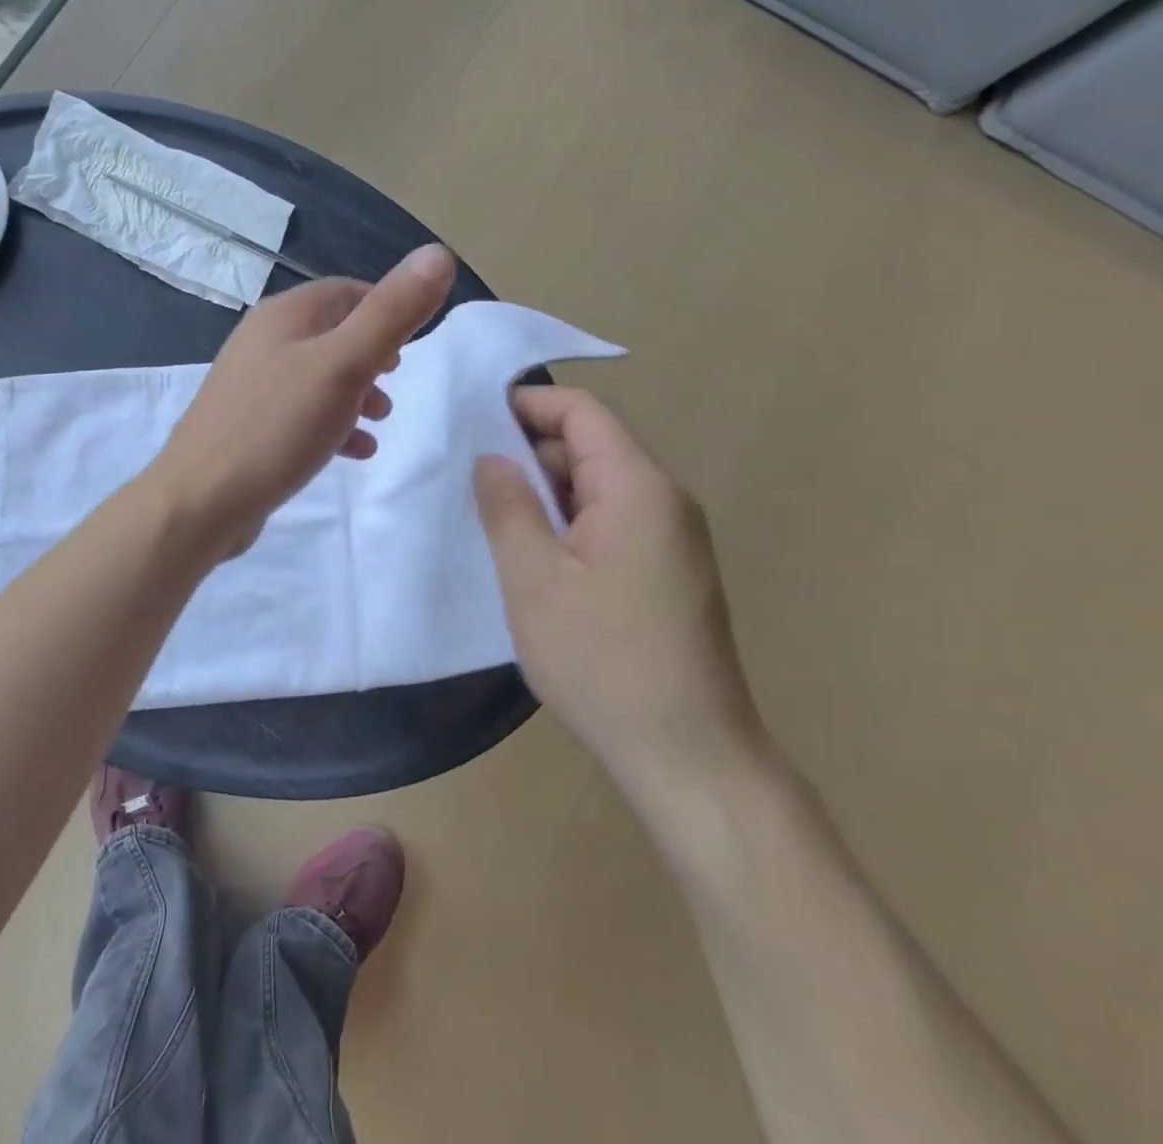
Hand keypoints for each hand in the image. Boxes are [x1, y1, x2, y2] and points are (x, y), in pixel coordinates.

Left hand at [153, 244, 456, 559]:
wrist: (201, 500)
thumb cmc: (277, 427)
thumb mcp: (345, 365)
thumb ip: (392, 313)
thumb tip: (438, 254)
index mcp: (285, 316)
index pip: (347, 292)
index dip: (386, 309)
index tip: (416, 342)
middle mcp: (264, 341)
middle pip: (332, 334)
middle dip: (373, 355)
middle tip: (397, 380)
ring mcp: (252, 385)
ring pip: (319, 375)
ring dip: (356, 392)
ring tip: (381, 420)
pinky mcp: (249, 425)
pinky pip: (301, 413)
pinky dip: (333, 423)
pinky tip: (354, 452)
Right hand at [473, 387, 765, 803]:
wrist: (688, 756)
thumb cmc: (603, 662)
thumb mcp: (534, 580)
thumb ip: (507, 507)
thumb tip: (492, 458)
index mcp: (638, 488)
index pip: (582, 413)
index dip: (528, 405)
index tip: (474, 422)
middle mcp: (666, 500)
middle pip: (592, 447)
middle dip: (531, 456)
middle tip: (473, 486)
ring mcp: (675, 538)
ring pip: (600, 488)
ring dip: (549, 495)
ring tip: (498, 525)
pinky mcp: (673, 571)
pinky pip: (615, 523)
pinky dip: (572, 525)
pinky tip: (540, 562)